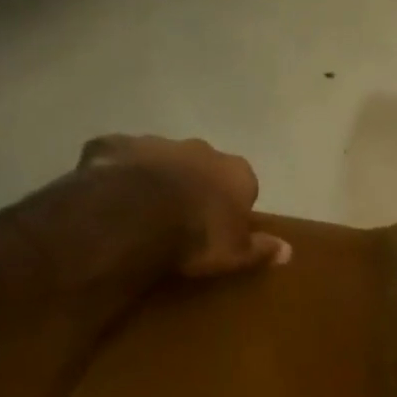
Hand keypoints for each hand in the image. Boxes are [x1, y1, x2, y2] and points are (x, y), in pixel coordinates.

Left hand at [80, 135, 291, 276]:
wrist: (133, 217)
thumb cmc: (196, 236)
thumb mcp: (236, 254)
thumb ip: (261, 249)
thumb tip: (288, 251)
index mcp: (235, 172)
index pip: (242, 183)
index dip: (231, 203)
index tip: (220, 224)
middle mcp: (200, 149)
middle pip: (202, 165)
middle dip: (194, 182)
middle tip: (181, 214)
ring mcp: (154, 143)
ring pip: (159, 157)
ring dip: (155, 175)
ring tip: (141, 208)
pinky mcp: (113, 145)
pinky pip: (117, 157)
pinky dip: (116, 171)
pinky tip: (108, 194)